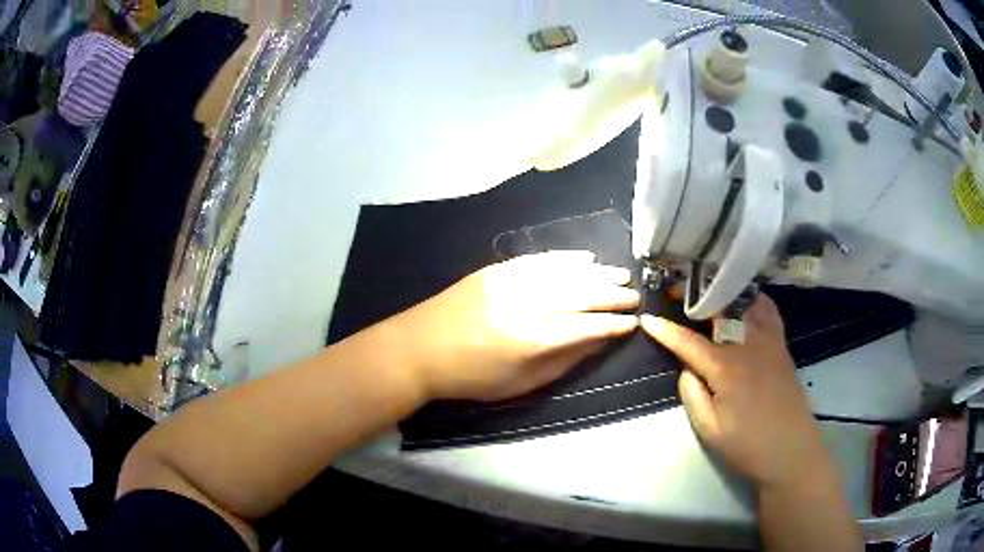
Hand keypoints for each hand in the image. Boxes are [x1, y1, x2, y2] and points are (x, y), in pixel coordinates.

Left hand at [387, 251, 639, 401]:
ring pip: (564, 272)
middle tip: (634, 294)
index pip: (587, 326)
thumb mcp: (521, 383)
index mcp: (533, 338)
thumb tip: (598, 341)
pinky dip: (565, 258)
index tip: (633, 322)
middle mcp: (527, 303)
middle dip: (612, 294)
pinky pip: (539, 259)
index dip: (614, 324)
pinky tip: (585, 258)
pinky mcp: (497, 269)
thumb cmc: (471, 377)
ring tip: (620, 275)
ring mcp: (510, 281)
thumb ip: (564, 361)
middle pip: (581, 293)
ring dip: (596, 273)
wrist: (419, 349)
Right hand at [641, 295, 829, 490]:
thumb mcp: (709, 428)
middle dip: (697, 298)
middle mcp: (747, 345)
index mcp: (725, 367)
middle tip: (680, 293)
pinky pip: (768, 311)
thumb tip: (686, 367)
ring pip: (746, 303)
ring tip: (712, 294)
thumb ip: (692, 393)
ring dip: (726, 295)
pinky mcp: (782, 346)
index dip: (665, 330)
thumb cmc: (746, 445)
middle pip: (720, 310)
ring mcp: (768, 341)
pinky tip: (746, 305)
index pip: (688, 342)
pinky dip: (754, 301)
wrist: (790, 450)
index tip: (647, 318)